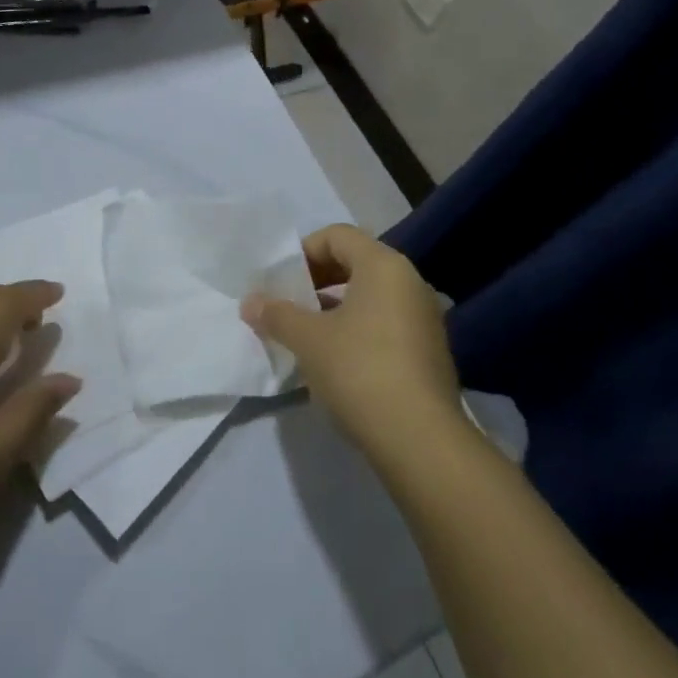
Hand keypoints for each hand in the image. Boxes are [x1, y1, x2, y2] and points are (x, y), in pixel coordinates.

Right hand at [241, 225, 459, 457]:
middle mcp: (410, 282)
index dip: (303, 251)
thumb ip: (276, 314)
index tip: (281, 280)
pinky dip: (358, 327)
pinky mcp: (429, 351)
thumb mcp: (308, 340)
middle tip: (289, 302)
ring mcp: (424, 318)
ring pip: (371, 295)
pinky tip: (335, 358)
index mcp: (384, 266)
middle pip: (356, 262)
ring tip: (306, 331)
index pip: (337, 236)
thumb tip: (249, 303)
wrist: (421, 441)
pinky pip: (386, 322)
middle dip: (317, 278)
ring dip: (335, 305)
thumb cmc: (359, 370)